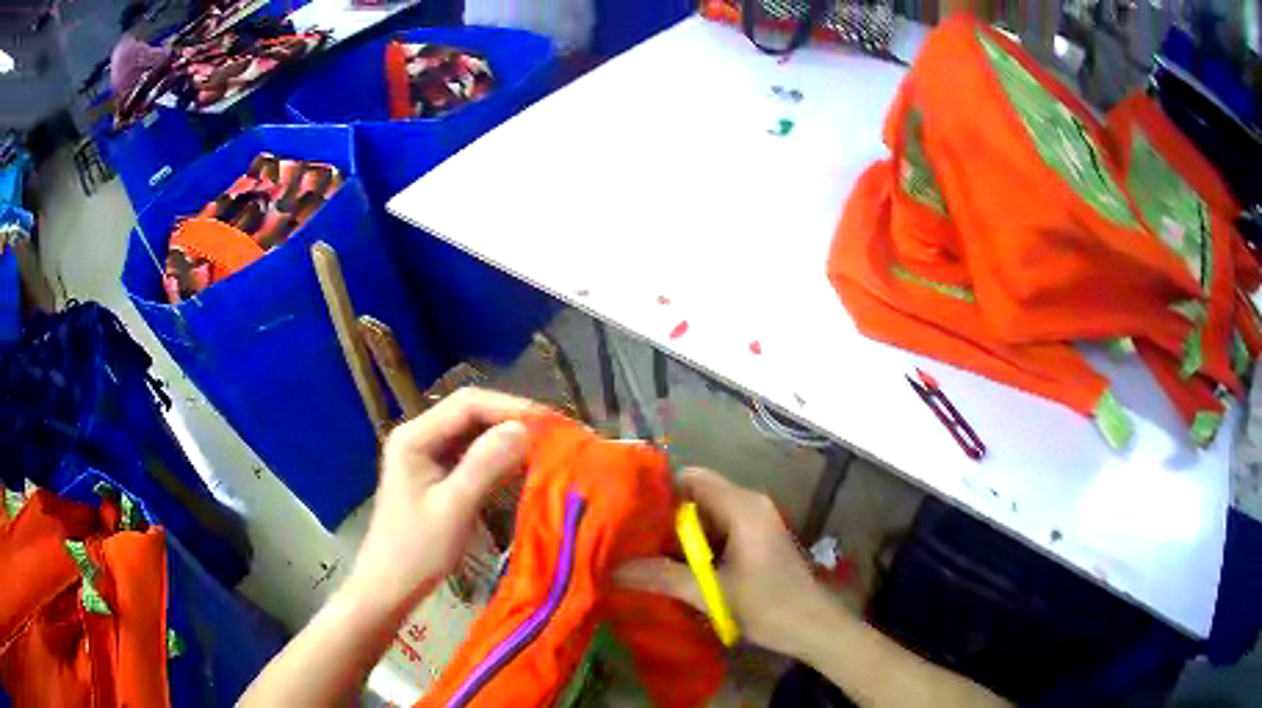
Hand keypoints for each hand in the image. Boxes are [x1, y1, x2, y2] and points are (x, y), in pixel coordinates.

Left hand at [346, 388, 539, 607]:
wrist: (390, 585)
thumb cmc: (416, 550)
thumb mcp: (453, 508)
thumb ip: (485, 465)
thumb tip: (524, 429)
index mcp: (415, 436)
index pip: (468, 404)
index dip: (511, 408)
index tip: (551, 423)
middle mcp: (420, 435)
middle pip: (471, 414)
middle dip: (513, 420)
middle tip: (556, 434)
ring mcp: (427, 454)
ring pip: (474, 433)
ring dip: (508, 438)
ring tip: (548, 446)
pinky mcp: (437, 473)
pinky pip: (472, 455)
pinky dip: (499, 457)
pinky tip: (524, 465)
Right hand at [615, 468, 831, 657]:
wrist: (814, 627)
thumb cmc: (768, 605)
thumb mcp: (711, 592)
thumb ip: (663, 577)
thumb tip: (614, 569)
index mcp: (742, 506)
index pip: (690, 478)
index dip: (658, 492)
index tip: (628, 515)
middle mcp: (749, 505)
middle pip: (697, 496)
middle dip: (664, 519)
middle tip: (630, 541)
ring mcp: (755, 522)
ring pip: (707, 516)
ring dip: (679, 536)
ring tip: (645, 556)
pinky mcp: (757, 540)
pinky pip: (720, 531)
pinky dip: (697, 546)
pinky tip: (676, 569)